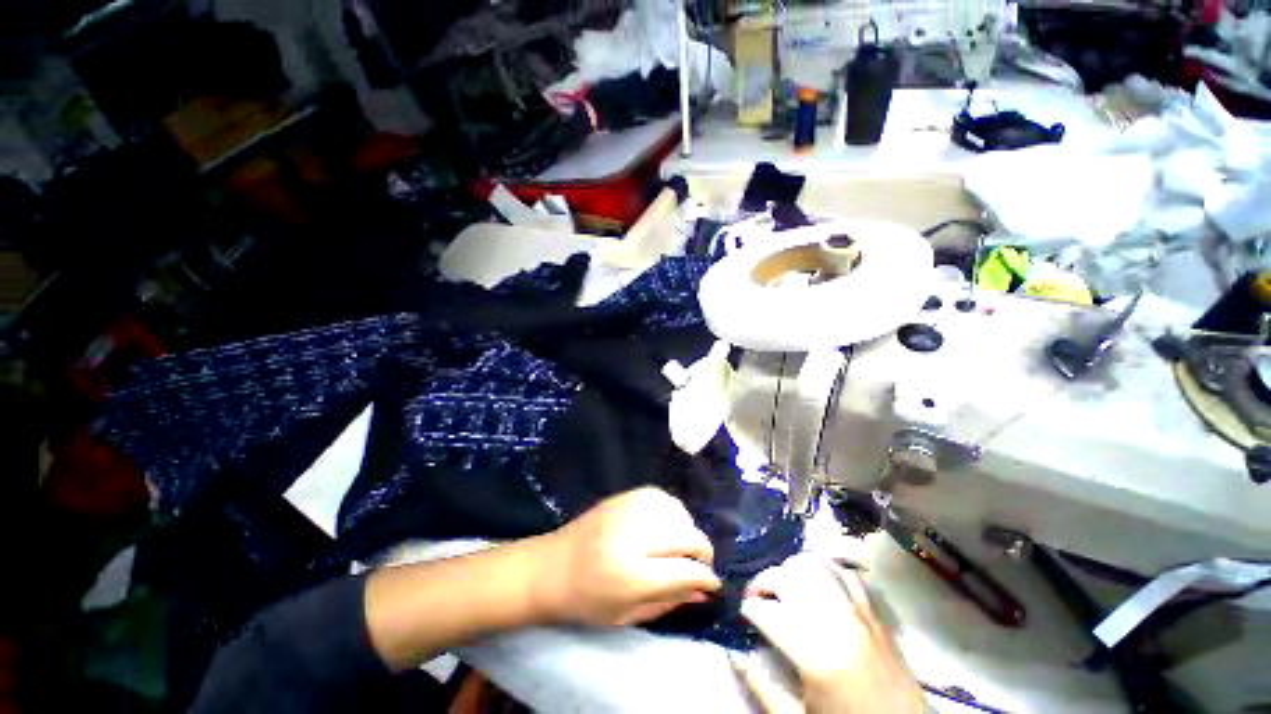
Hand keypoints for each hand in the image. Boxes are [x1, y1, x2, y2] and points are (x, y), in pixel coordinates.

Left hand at [539, 487, 721, 627]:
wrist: (549, 567)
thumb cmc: (585, 601)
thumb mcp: (627, 615)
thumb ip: (669, 601)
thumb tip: (705, 591)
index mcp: (631, 573)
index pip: (685, 570)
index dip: (706, 577)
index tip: (713, 584)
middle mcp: (633, 534)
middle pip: (686, 535)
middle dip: (703, 551)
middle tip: (701, 565)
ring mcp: (627, 509)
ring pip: (677, 511)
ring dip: (688, 529)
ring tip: (682, 546)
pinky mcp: (623, 496)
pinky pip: (661, 496)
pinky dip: (672, 510)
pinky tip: (668, 524)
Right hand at [735, 554, 923, 713]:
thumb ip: (760, 687)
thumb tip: (733, 653)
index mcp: (815, 655)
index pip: (767, 612)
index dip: (748, 609)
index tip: (742, 614)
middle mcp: (837, 623)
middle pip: (788, 577)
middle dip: (763, 581)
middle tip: (756, 596)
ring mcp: (860, 614)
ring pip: (816, 565)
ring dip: (792, 569)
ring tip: (784, 586)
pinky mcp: (876, 615)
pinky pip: (847, 574)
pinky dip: (827, 569)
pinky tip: (818, 582)